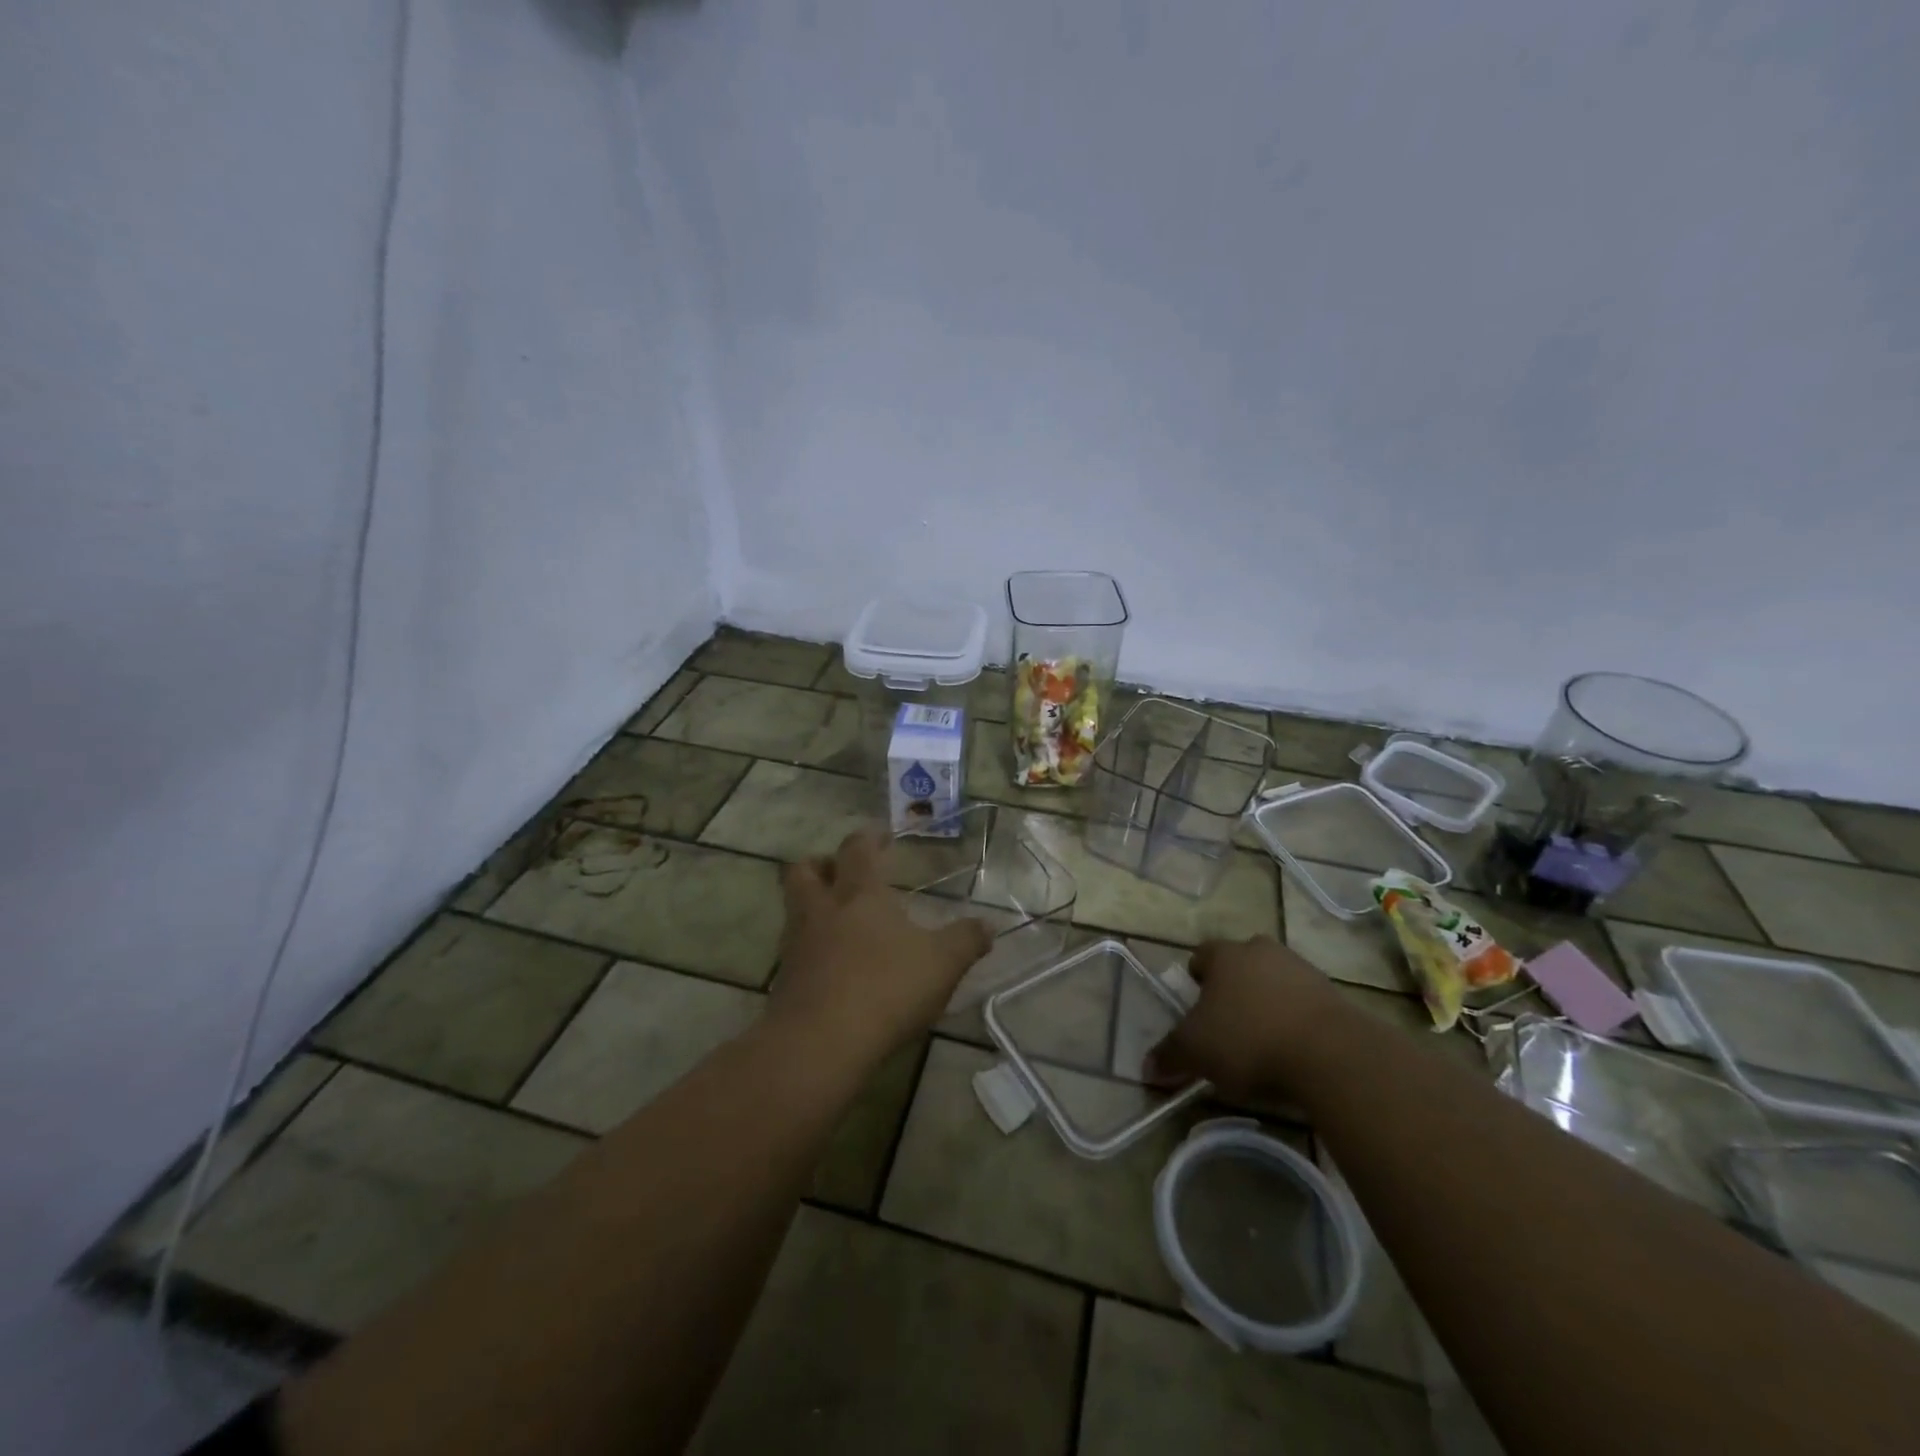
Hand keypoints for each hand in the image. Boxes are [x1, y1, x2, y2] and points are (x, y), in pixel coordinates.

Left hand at [767, 827, 992, 1065]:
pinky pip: (793, 950)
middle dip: (821, 864)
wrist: (820, 1043)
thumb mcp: (942, 964)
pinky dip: (809, 948)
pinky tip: (830, 965)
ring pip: (793, 908)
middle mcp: (822, 910)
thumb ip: (966, 941)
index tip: (880, 835)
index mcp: (860, 894)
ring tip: (837, 919)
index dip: (868, 838)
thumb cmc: (886, 988)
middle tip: (841, 872)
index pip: (857, 850)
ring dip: (811, 904)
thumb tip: (989, 926)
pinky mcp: (783, 981)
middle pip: (805, 870)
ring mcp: (796, 945)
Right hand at [1147, 935, 1343, 1102]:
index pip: (1201, 955)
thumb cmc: (1249, 1041)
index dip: (1197, 978)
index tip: (1197, 1005)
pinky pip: (1305, 1002)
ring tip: (1264, 1040)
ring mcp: (1301, 969)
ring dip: (1268, 1001)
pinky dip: (1297, 1019)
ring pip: (1274, 979)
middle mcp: (1261, 951)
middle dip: (1234, 987)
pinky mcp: (1334, 994)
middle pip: (1241, 963)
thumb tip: (1146, 1069)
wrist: (1331, 1054)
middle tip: (1228, 1022)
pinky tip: (1295, 1050)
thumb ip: (1170, 1056)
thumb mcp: (1197, 1052)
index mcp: (1224, 955)